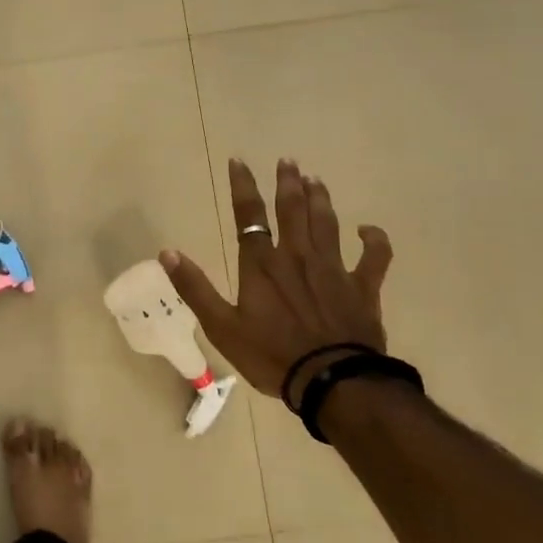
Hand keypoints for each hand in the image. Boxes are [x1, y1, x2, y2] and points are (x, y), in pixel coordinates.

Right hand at [160, 159, 393, 400]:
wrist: (333, 382)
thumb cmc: (272, 356)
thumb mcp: (222, 327)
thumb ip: (195, 288)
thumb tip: (167, 253)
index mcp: (262, 265)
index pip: (249, 216)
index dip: (243, 186)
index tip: (239, 161)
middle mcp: (297, 257)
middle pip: (292, 210)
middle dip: (288, 182)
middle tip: (288, 160)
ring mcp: (333, 270)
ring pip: (327, 224)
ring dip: (320, 199)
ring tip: (315, 179)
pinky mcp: (363, 288)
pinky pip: (374, 258)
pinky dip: (374, 241)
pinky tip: (369, 230)